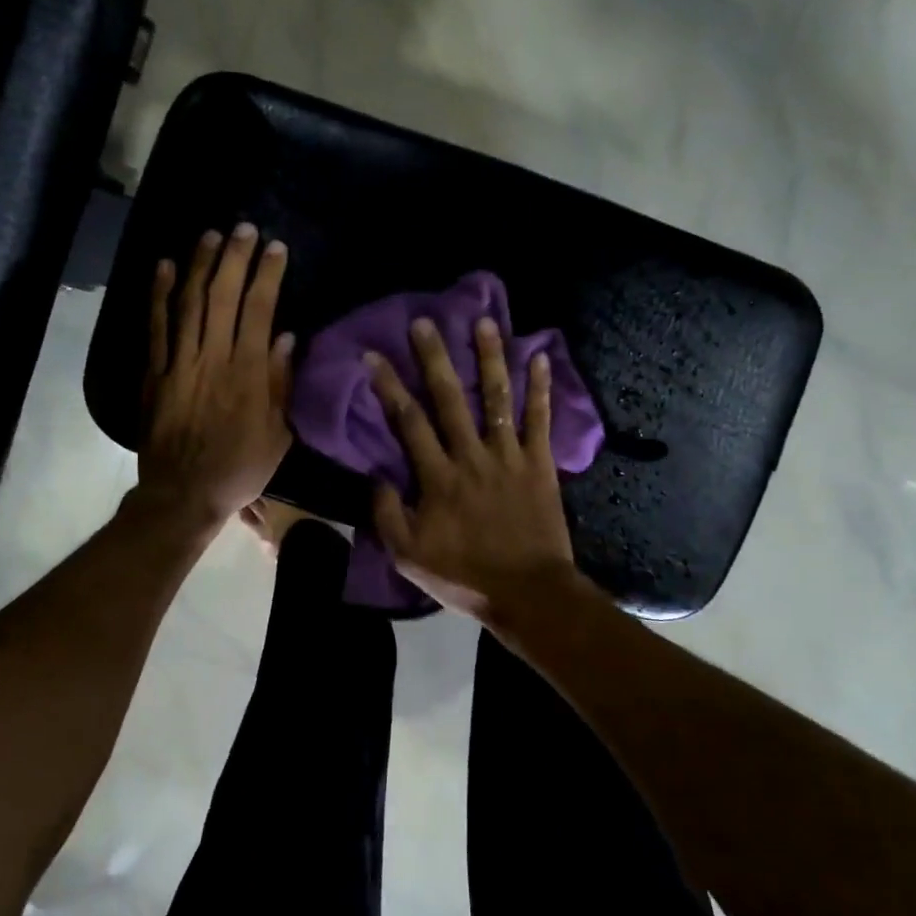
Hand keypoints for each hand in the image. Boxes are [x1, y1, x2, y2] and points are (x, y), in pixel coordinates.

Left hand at [136, 224, 293, 527]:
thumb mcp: (277, 435)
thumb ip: (281, 384)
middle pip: (223, 296)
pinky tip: (163, 267)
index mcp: (248, 373)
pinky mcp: (154, 372)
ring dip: (199, 265)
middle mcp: (213, 358)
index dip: (268, 275)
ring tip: (210, 235)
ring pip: (188, 302)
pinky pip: (156, 326)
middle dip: (235, 258)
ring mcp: (179, 362)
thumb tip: (287, 337)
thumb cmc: (239, 468)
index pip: (260, 310)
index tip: (276, 248)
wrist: (183, 494)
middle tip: (244, 229)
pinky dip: (158, 295)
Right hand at [367, 315, 580, 623]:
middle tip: (424, 322)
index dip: (389, 386)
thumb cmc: (464, 576)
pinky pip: (540, 420)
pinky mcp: (540, 464)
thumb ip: (388, 514)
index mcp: (438, 478)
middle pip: (450, 399)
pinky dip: (541, 389)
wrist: (528, 594)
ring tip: (485, 322)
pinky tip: (540, 357)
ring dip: (490, 359)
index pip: (408, 422)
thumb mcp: (408, 555)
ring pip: (497, 399)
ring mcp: (509, 457)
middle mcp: (472, 456)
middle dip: (435, 358)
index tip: (374, 355)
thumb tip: (376, 476)